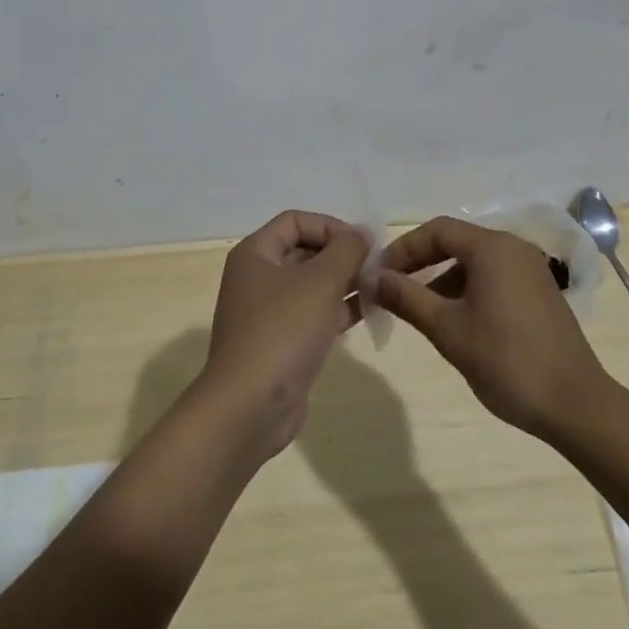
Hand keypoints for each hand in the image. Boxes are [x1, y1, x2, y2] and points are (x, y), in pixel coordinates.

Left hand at [199, 211, 369, 457]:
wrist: (250, 406)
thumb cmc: (283, 330)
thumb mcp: (320, 281)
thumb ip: (346, 250)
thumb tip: (361, 233)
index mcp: (255, 253)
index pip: (295, 221)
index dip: (330, 226)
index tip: (362, 244)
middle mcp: (257, 278)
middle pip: (303, 251)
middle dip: (340, 255)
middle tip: (375, 267)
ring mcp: (267, 313)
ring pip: (310, 285)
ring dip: (343, 283)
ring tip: (378, 289)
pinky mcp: (280, 344)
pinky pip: (312, 315)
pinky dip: (337, 310)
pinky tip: (366, 313)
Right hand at [372, 217, 613, 441]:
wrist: (576, 405)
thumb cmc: (506, 361)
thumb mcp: (447, 329)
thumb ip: (406, 297)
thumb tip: (371, 277)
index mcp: (492, 248)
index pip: (437, 230)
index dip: (403, 248)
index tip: (379, 274)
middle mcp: (513, 248)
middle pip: (456, 241)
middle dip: (421, 262)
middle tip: (392, 288)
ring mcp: (531, 269)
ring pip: (474, 261)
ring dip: (442, 277)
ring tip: (418, 309)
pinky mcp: (540, 291)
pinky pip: (493, 276)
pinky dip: (467, 288)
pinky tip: (455, 320)